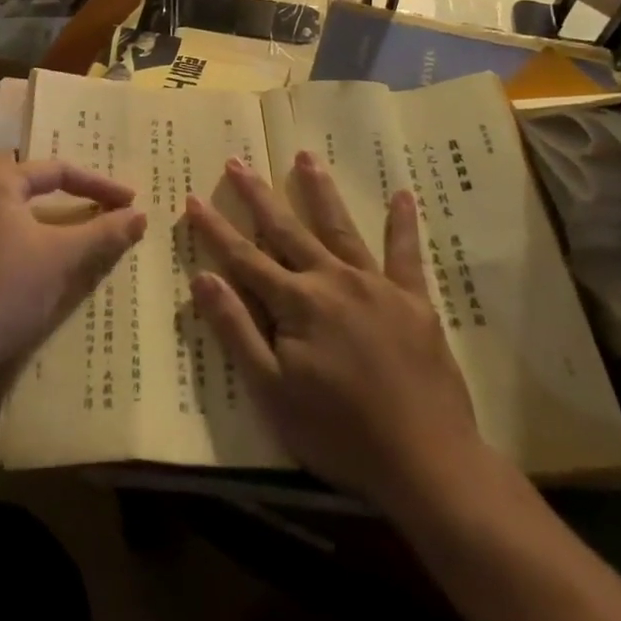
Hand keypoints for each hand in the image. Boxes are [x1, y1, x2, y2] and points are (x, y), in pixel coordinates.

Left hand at [0, 156, 144, 388]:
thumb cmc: (8, 289)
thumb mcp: (63, 257)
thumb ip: (103, 232)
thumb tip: (140, 215)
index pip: (55, 171)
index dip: (97, 185)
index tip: (128, 202)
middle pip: (23, 175)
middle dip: (59, 185)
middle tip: (89, 197)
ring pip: (5, 202)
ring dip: (38, 209)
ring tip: (67, 222)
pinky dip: (19, 230)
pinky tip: (34, 252)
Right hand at [185, 153, 483, 507]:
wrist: (427, 464)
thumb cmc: (340, 434)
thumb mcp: (273, 392)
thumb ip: (236, 330)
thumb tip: (202, 277)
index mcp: (297, 302)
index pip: (244, 257)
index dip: (215, 229)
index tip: (193, 198)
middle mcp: (332, 280)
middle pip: (287, 230)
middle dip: (258, 196)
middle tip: (238, 161)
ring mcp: (376, 286)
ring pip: (340, 228)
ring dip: (320, 191)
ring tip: (306, 157)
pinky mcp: (413, 301)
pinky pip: (406, 255)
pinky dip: (403, 224)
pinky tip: (403, 195)